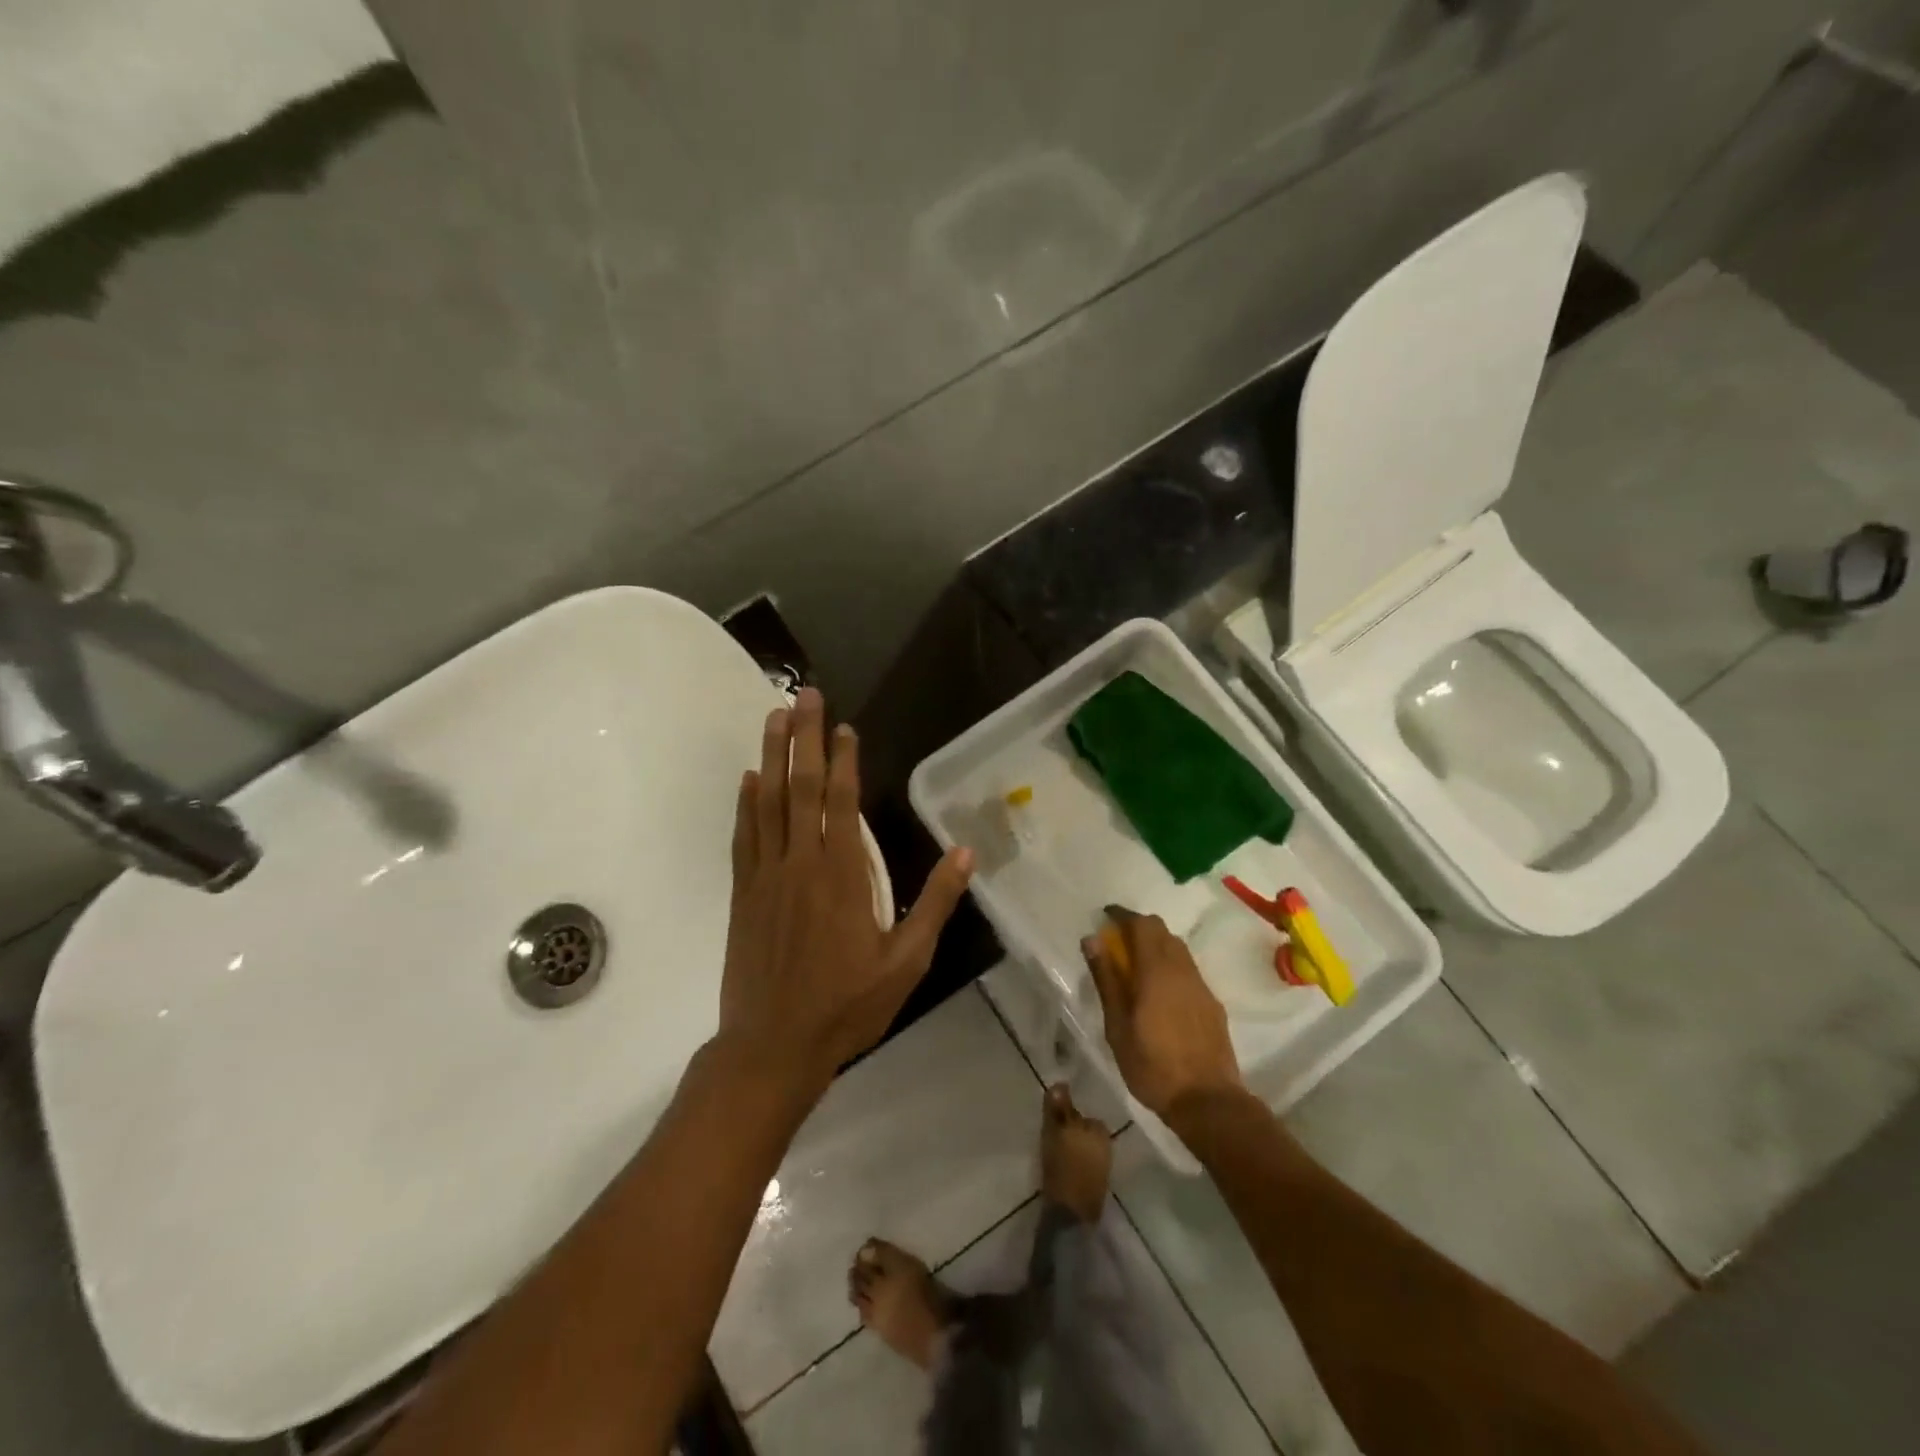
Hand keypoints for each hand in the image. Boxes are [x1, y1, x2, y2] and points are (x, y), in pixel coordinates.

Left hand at [719, 688, 972, 1096]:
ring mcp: (767, 875)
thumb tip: (967, 853)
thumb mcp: (906, 962)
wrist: (772, 1046)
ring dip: (771, 756)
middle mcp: (801, 863)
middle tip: (803, 695)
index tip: (843, 725)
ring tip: (773, 717)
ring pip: (767, 802)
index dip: (842, 759)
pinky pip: (745, 836)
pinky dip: (746, 803)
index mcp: (843, 875)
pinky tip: (748, 779)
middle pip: (801, 787)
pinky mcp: (744, 892)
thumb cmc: (847, 1005)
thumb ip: (934, 903)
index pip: (842, 801)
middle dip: (803, 737)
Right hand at [1082, 908, 1244, 1121]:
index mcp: (1156, 970)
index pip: (1141, 924)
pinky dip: (1170, 966)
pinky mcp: (1212, 1003)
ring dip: (1156, 946)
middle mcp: (1182, 969)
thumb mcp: (1117, 1025)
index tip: (1105, 916)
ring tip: (1136, 966)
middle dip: (1138, 928)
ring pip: (1177, 949)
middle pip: (1161, 931)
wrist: (1208, 1101)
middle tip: (1117, 942)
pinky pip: (1188, 970)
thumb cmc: (1152, 1065)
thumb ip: (1106, 979)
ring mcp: (1201, 985)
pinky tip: (1159, 992)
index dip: (1122, 915)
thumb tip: (1092, 939)